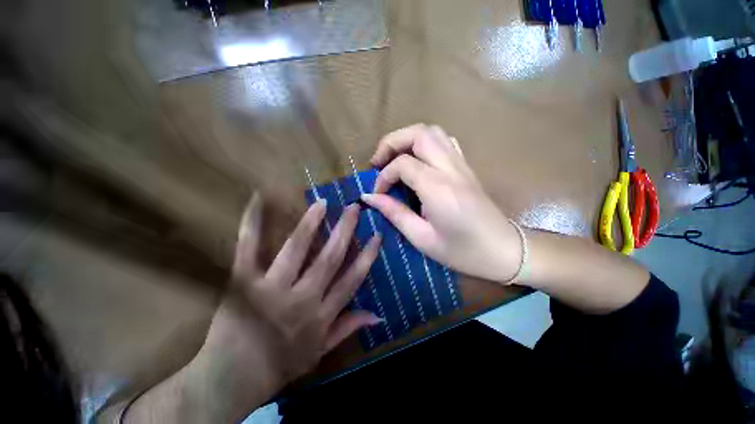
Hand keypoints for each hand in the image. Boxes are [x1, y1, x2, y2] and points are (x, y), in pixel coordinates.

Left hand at [190, 195, 381, 420]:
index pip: (352, 279)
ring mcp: (271, 288)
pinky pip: (249, 248)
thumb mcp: (320, 352)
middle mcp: (301, 298)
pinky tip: (258, 201)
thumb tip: (378, 315)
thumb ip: (348, 328)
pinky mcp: (242, 282)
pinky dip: (253, 224)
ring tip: (322, 203)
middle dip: (345, 231)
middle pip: (329, 258)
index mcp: (321, 315)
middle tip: (353, 208)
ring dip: (311, 224)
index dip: (367, 256)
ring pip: (296, 249)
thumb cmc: (279, 366)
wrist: (229, 380)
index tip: (376, 235)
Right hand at [361, 124, 521, 282]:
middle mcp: (450, 169)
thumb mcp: (422, 238)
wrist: (503, 251)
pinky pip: (444, 142)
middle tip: (378, 162)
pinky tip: (417, 161)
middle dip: (391, 142)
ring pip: (432, 132)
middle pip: (418, 134)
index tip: (377, 193)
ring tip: (394, 158)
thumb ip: (395, 213)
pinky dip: (425, 143)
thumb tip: (370, 197)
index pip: (403, 164)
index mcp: (438, 188)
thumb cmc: (463, 252)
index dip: (383, 176)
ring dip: (407, 139)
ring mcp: (461, 164)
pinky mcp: (466, 167)